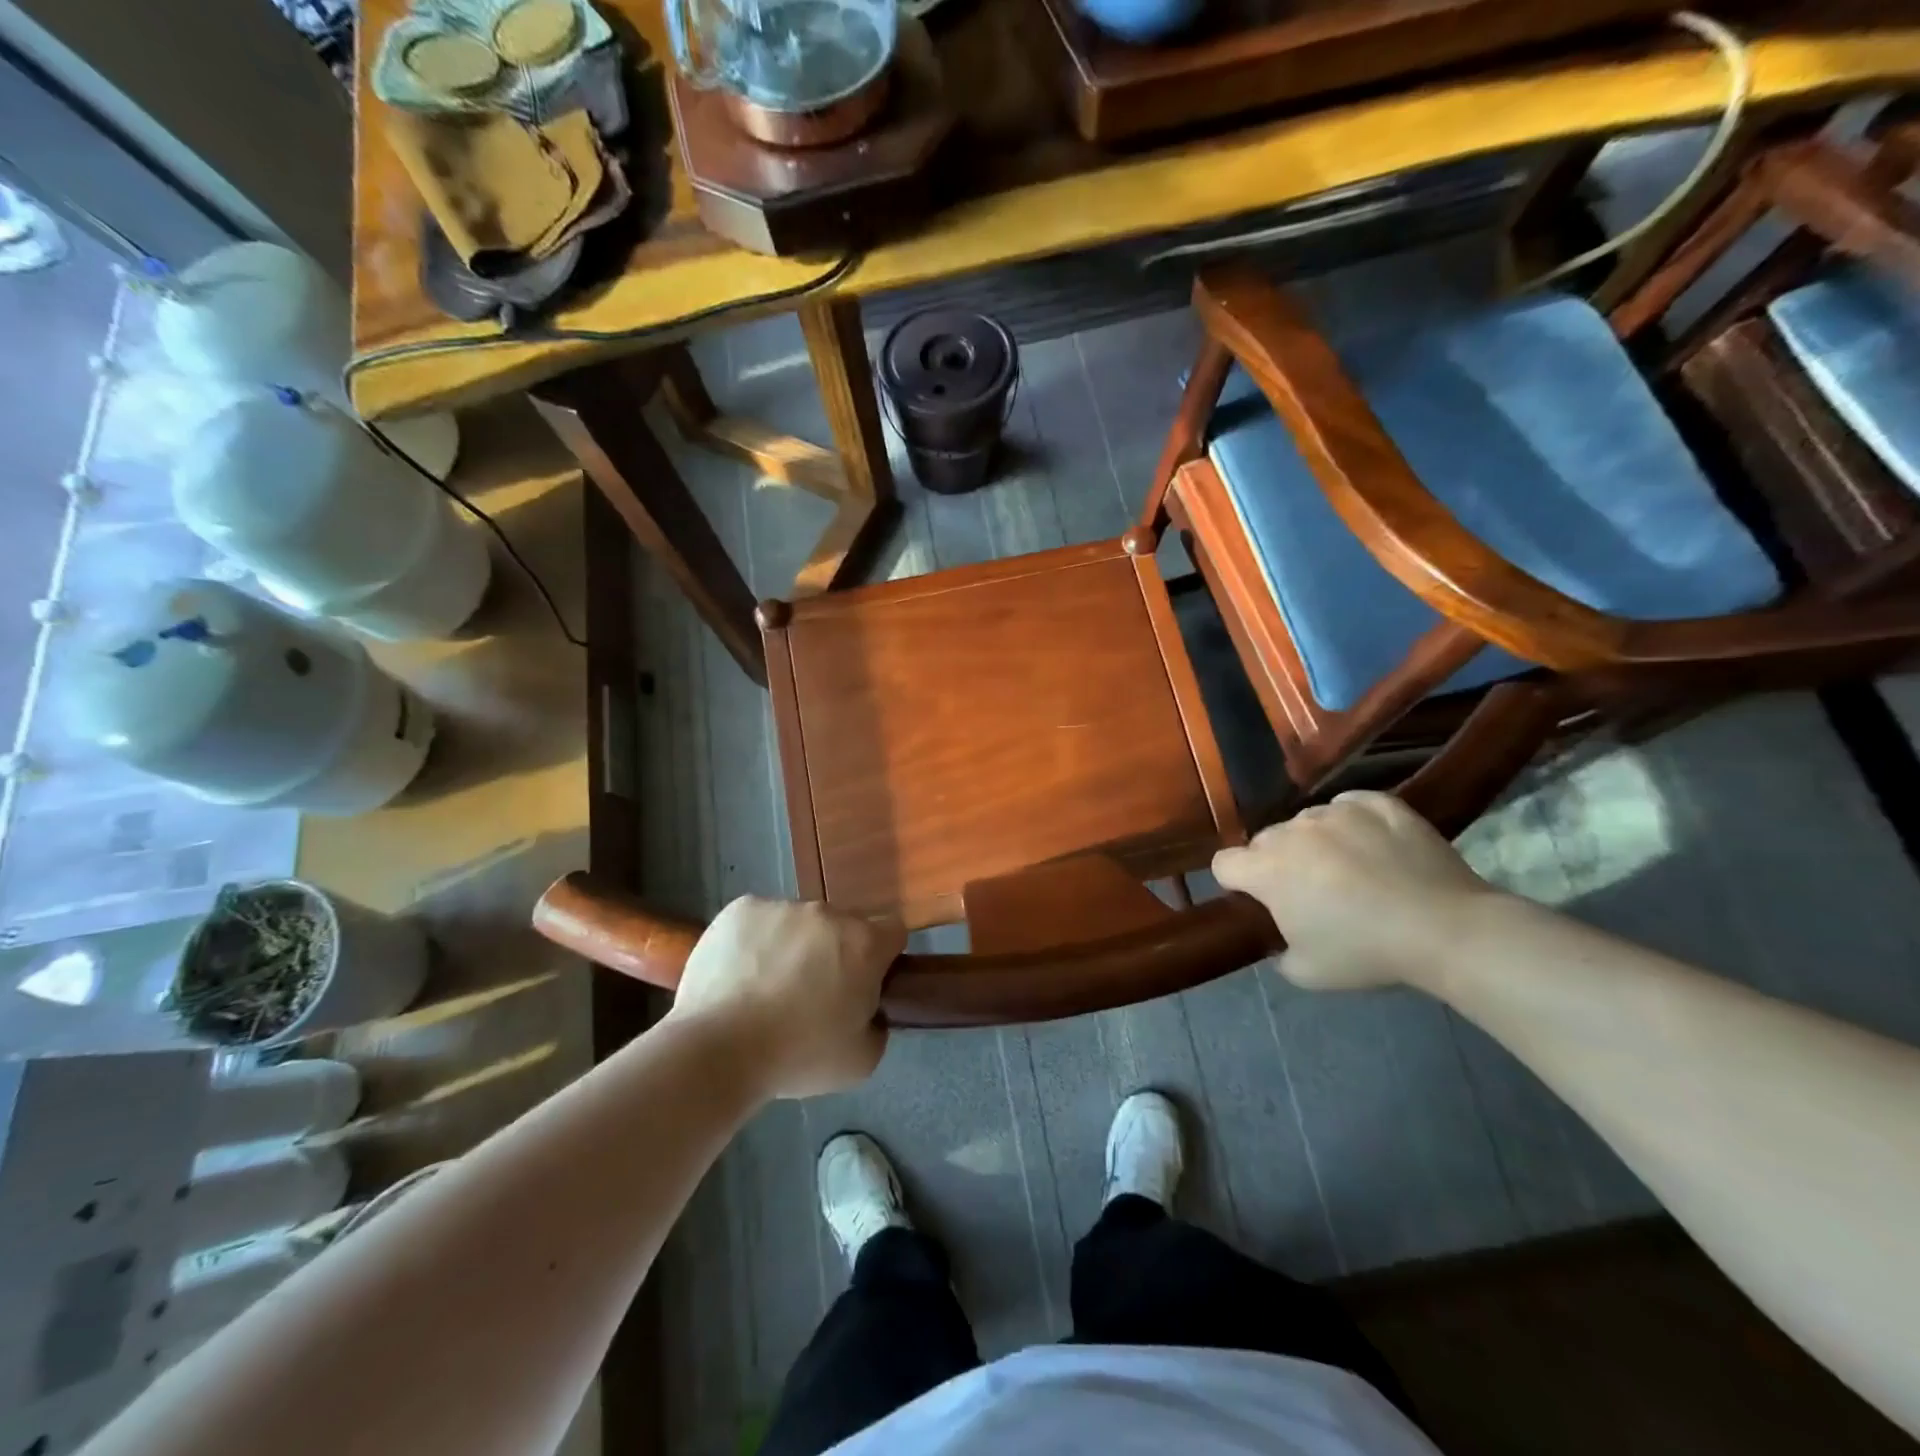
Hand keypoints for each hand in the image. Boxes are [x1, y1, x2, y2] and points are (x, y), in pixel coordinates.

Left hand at [669, 896, 905, 1098]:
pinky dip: (755, 941)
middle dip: (833, 953)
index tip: (864, 985)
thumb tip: (868, 1011)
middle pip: (842, 927)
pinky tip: (739, 975)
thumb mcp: (861, 1061)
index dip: (882, 958)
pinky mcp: (741, 909)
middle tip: (810, 995)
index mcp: (864, 944)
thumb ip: (877, 1026)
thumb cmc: (797, 1057)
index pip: (892, 932)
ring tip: (764, 989)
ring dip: (793, 946)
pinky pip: (759, 920)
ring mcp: (782, 906)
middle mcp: (827, 913)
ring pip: (798, 923)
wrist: (718, 1049)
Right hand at [1212, 791, 1498, 990]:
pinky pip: (1350, 805)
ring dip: (1315, 842)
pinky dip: (1353, 822)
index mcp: (1267, 870)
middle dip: (1277, 863)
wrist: (1445, 929)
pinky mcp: (1378, 803)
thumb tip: (1283, 937)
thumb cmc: (1366, 952)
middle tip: (1310, 893)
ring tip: (1350, 868)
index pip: (1224, 863)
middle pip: (1265, 841)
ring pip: (1308, 822)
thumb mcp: (1307, 972)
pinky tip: (1373, 844)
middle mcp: (1292, 831)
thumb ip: (1278, 950)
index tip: (1259, 901)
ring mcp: (1336, 812)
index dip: (1236, 882)